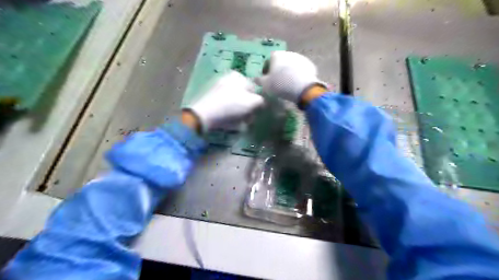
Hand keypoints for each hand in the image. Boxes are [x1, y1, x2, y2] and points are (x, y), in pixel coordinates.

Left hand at [184, 70, 264, 131]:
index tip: (257, 112)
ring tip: (240, 122)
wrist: (205, 115)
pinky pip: (227, 106)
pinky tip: (231, 122)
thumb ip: (262, 101)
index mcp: (238, 76)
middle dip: (248, 108)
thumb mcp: (253, 102)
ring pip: (236, 102)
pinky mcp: (212, 99)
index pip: (255, 88)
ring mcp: (218, 88)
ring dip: (241, 112)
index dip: (258, 101)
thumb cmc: (232, 106)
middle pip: (245, 95)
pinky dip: (230, 113)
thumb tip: (263, 103)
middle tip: (249, 118)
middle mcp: (228, 79)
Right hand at [255, 51, 325, 103]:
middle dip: (278, 70)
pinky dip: (297, 75)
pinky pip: (300, 70)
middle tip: (277, 82)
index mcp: (276, 55)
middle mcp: (288, 53)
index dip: (266, 70)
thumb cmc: (280, 85)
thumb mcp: (265, 85)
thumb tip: (255, 79)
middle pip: (281, 62)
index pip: (268, 61)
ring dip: (288, 72)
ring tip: (287, 83)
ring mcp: (300, 58)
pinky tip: (296, 84)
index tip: (266, 79)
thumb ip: (259, 80)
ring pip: (291, 65)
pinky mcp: (310, 65)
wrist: (303, 88)